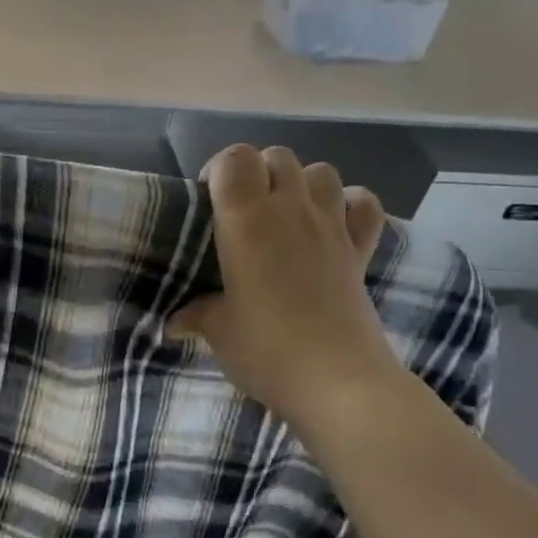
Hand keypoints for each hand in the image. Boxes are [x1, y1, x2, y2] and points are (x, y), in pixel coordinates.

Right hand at [168, 145, 400, 423]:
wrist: (337, 381)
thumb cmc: (266, 349)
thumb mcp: (218, 331)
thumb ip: (196, 315)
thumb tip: (175, 323)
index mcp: (247, 220)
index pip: (235, 159)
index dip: (218, 169)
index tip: (207, 200)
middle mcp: (291, 210)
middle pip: (277, 157)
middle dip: (256, 173)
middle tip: (240, 213)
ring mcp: (332, 226)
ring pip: (320, 171)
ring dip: (299, 183)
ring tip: (283, 216)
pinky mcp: (361, 249)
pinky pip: (362, 204)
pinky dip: (348, 205)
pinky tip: (332, 225)